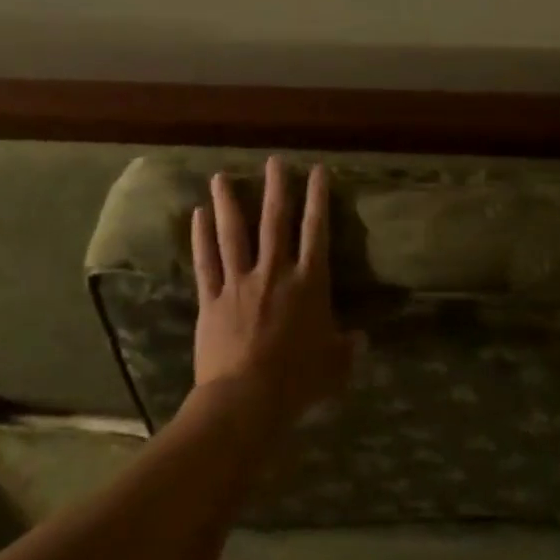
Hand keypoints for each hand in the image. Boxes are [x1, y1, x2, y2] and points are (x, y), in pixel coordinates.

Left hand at [191, 156, 357, 425]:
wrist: (247, 397)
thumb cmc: (298, 380)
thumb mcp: (335, 366)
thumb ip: (348, 348)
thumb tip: (361, 339)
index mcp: (309, 284)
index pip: (317, 232)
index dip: (318, 199)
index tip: (317, 171)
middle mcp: (275, 273)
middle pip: (275, 222)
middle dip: (276, 189)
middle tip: (274, 161)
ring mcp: (240, 283)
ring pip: (233, 234)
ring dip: (228, 203)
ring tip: (221, 176)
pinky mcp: (212, 299)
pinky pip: (206, 262)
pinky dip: (201, 238)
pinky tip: (197, 215)